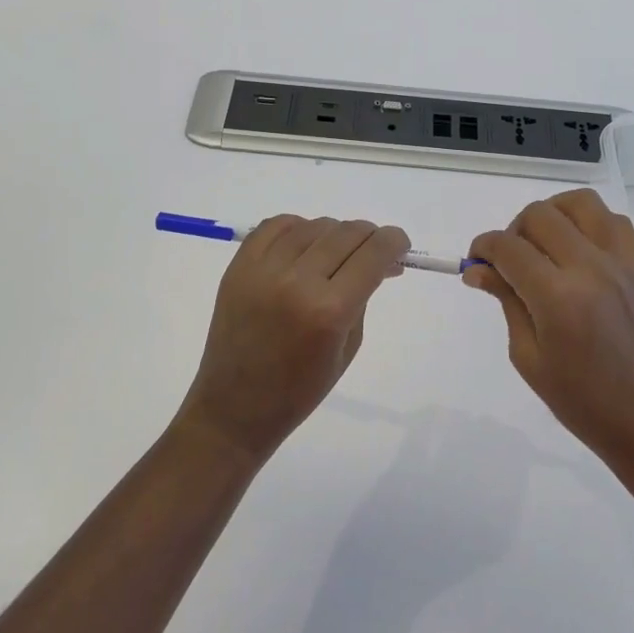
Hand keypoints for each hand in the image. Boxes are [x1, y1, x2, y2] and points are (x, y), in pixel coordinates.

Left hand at [178, 216, 410, 463]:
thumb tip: (380, 262)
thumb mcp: (348, 347)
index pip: (373, 253)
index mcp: (330, 310)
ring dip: (334, 234)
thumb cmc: (300, 389)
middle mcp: (297, 281)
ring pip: (313, 225)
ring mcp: (263, 270)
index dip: (394, 242)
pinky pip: (275, 226)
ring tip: (335, 254)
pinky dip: (297, 228)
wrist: (234, 406)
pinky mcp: (239, 266)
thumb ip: (364, 296)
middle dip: (369, 237)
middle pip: (346, 233)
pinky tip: (304, 245)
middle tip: (372, 252)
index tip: (399, 245)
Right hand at [464, 189, 633, 482]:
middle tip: (510, 263)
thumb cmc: (585, 405)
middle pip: (540, 215)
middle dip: (513, 231)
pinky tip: (580, 251)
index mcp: (558, 298)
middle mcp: (591, 268)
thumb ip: (507, 303)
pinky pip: (614, 221)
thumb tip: (479, 269)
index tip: (476, 262)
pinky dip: (589, 223)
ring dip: (553, 214)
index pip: (508, 247)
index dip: (483, 247)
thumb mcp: (530, 359)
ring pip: (580, 203)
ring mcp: (622, 263)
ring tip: (545, 246)